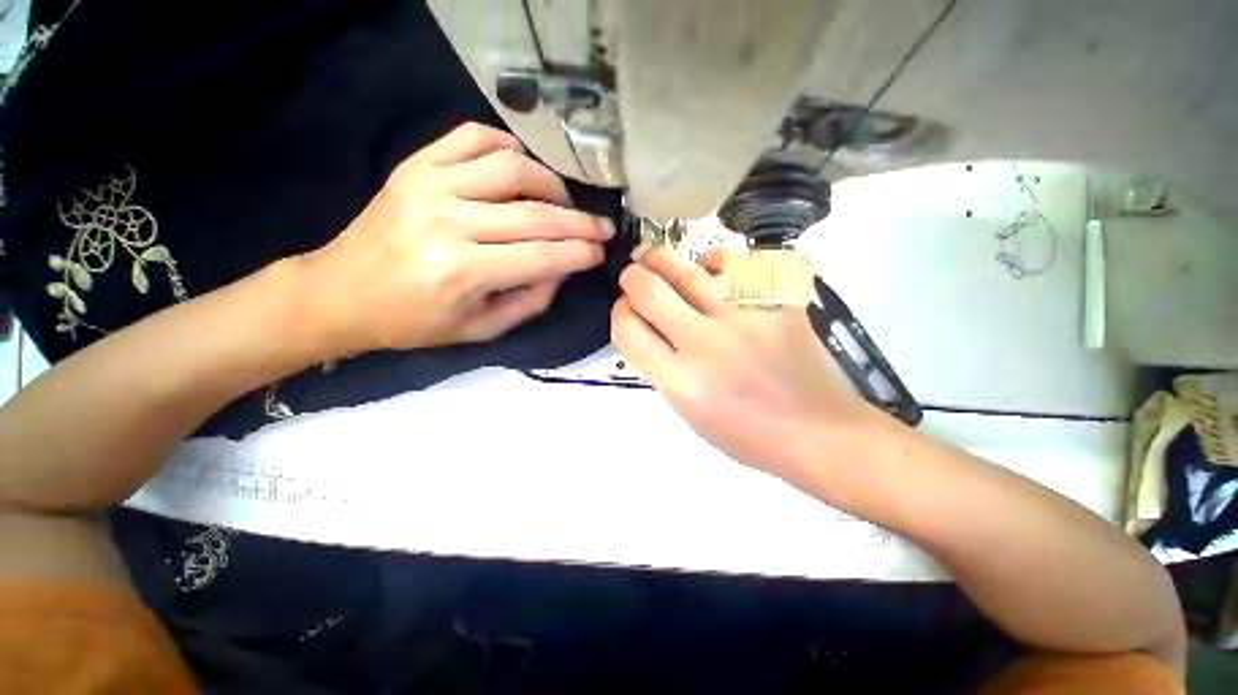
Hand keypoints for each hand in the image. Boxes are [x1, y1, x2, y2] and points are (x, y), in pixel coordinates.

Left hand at [300, 122, 614, 354]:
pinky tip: (523, 168)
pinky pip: (472, 137)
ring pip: (511, 166)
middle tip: (602, 227)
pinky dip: (509, 147)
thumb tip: (565, 267)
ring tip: (563, 202)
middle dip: (579, 222)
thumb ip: (532, 300)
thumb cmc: (414, 322)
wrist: (340, 293)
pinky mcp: (415, 165)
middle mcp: (446, 221)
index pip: (541, 256)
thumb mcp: (482, 329)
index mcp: (461, 271)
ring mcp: (428, 184)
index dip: (579, 252)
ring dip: (550, 183)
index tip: (602, 251)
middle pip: (534, 212)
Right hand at [611, 247, 881, 479]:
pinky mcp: (777, 302)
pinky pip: (734, 265)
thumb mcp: (689, 413)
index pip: (627, 329)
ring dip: (662, 260)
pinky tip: (708, 268)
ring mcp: (745, 317)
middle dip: (632, 277)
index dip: (618, 313)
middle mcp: (707, 344)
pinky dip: (713, 262)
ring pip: (687, 270)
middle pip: (650, 290)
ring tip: (655, 259)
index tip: (625, 310)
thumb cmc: (747, 434)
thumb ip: (662, 368)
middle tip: (633, 274)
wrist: (818, 432)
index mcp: (681, 382)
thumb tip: (647, 326)